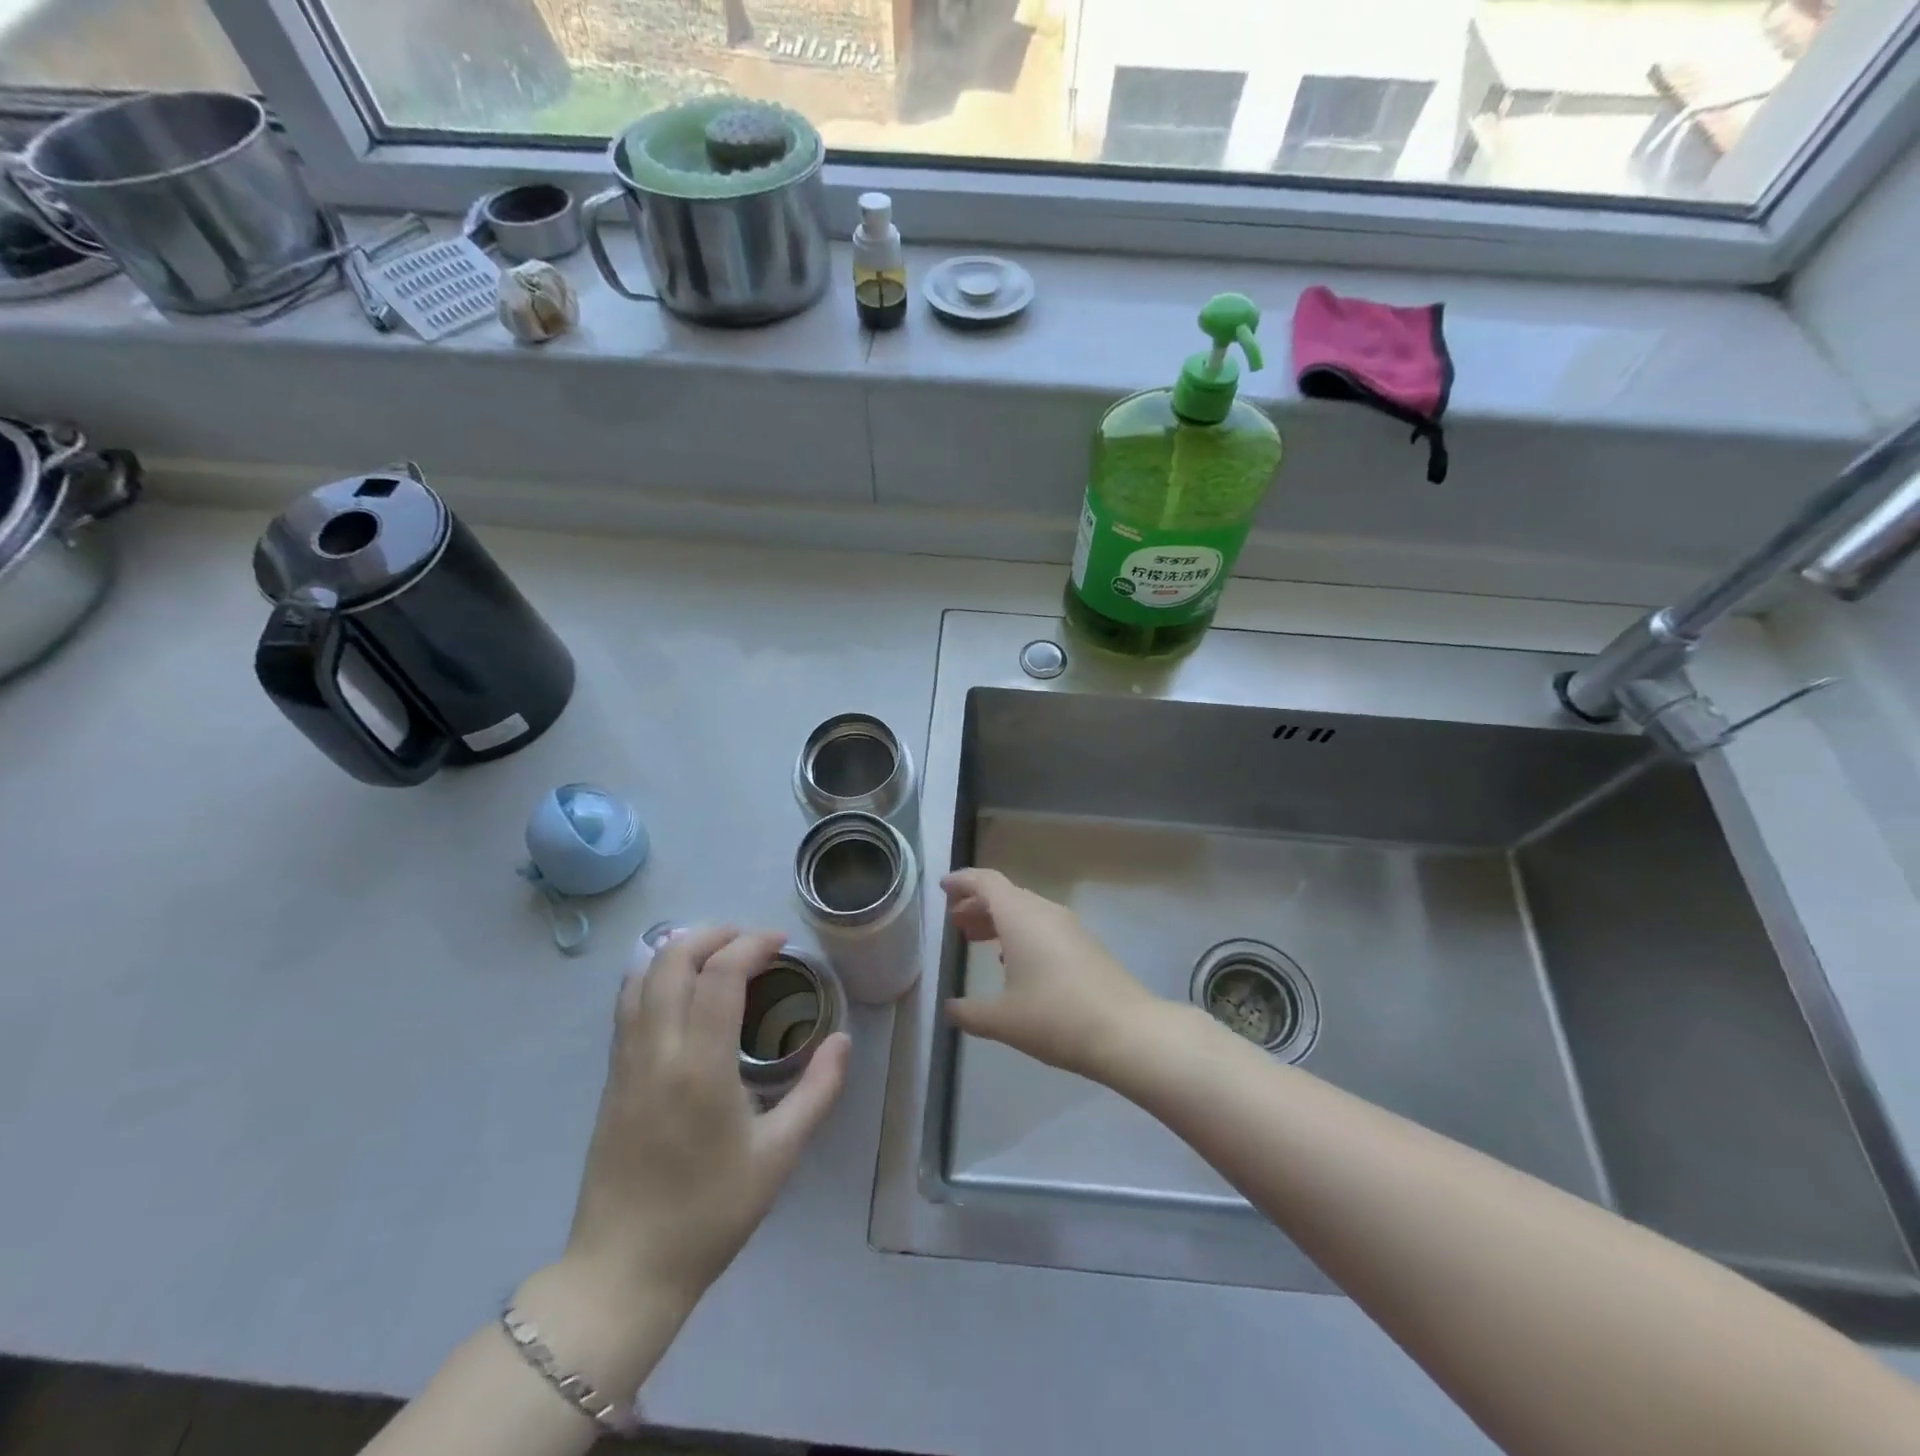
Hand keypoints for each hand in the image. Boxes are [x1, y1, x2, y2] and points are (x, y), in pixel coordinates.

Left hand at [564, 927, 849, 1310]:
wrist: (624, 1272)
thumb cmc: (709, 1214)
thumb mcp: (779, 1156)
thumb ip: (818, 1091)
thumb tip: (842, 1040)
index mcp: (700, 1067)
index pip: (720, 975)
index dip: (751, 945)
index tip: (780, 942)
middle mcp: (657, 1051)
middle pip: (671, 959)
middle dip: (712, 934)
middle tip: (749, 941)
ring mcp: (626, 1063)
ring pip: (641, 976)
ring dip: (679, 949)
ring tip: (717, 953)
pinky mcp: (611, 1078)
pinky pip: (627, 1004)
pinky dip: (654, 975)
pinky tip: (681, 988)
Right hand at [941, 868, 1161, 1081]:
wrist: (1125, 1031)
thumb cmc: (1056, 1017)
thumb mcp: (1002, 1020)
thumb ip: (968, 1012)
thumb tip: (949, 1009)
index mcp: (1020, 916)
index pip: (986, 882)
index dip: (962, 881)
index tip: (942, 888)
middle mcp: (1044, 911)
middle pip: (1005, 894)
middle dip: (977, 904)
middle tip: (954, 921)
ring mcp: (1068, 927)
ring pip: (1025, 911)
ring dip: (999, 919)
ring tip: (975, 939)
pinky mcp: (1084, 945)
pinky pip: (1042, 926)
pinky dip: (1019, 933)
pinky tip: (1012, 962)